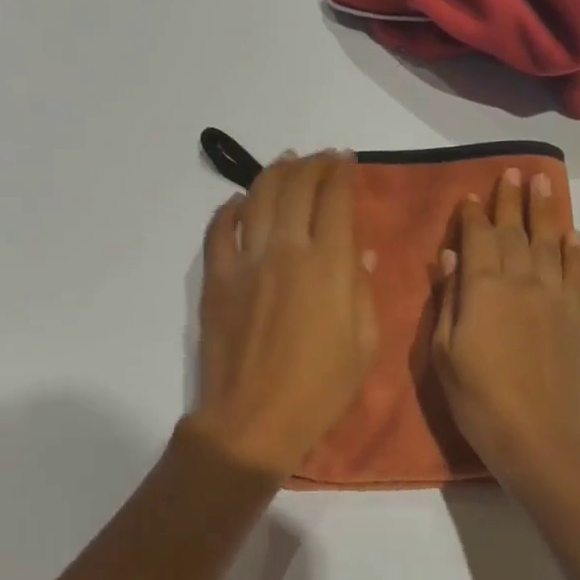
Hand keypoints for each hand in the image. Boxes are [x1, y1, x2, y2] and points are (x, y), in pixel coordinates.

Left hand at [191, 151, 378, 476]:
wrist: (254, 421)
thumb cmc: (321, 391)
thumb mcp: (364, 345)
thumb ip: (362, 290)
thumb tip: (360, 251)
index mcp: (328, 267)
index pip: (335, 201)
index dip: (343, 174)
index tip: (348, 161)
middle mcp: (286, 251)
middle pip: (296, 188)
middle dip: (312, 165)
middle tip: (322, 158)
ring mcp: (245, 263)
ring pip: (257, 198)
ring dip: (274, 173)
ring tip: (286, 163)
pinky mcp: (216, 280)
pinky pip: (218, 230)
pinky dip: (229, 209)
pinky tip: (238, 202)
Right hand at [433, 167, 579, 492]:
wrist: (539, 437)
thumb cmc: (479, 402)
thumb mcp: (445, 355)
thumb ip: (449, 302)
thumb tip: (450, 259)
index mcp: (483, 290)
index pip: (477, 239)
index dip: (472, 216)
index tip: (469, 195)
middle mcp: (522, 282)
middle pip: (515, 233)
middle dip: (510, 202)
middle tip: (512, 173)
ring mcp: (554, 298)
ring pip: (550, 244)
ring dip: (545, 212)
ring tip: (543, 184)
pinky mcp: (577, 318)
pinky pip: (576, 274)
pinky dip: (574, 251)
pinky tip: (572, 235)